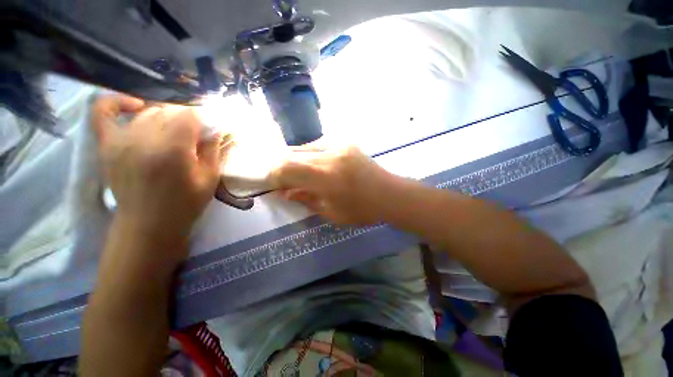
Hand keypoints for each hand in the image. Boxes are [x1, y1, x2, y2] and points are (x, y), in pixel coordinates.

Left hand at [92, 95, 224, 237]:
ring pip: (148, 112)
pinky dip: (118, 103)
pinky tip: (135, 106)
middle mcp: (143, 139)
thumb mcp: (210, 178)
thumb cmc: (185, 204)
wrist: (148, 225)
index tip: (209, 131)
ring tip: (174, 134)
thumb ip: (212, 149)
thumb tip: (213, 126)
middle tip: (195, 136)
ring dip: (166, 118)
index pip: (189, 115)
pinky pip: (104, 112)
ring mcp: (120, 140)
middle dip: (187, 120)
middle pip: (169, 111)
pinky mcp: (106, 145)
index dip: (203, 120)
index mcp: (173, 150)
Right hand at [270, 146, 395, 224]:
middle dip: (283, 168)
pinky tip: (316, 167)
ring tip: (300, 175)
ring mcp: (339, 145)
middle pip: (293, 154)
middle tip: (284, 181)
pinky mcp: (346, 143)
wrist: (391, 194)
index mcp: (326, 177)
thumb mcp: (332, 213)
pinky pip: (318, 146)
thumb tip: (285, 192)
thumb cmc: (363, 210)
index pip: (286, 167)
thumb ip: (306, 199)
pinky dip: (310, 156)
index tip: (273, 184)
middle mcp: (330, 155)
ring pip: (305, 148)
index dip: (274, 175)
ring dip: (296, 161)